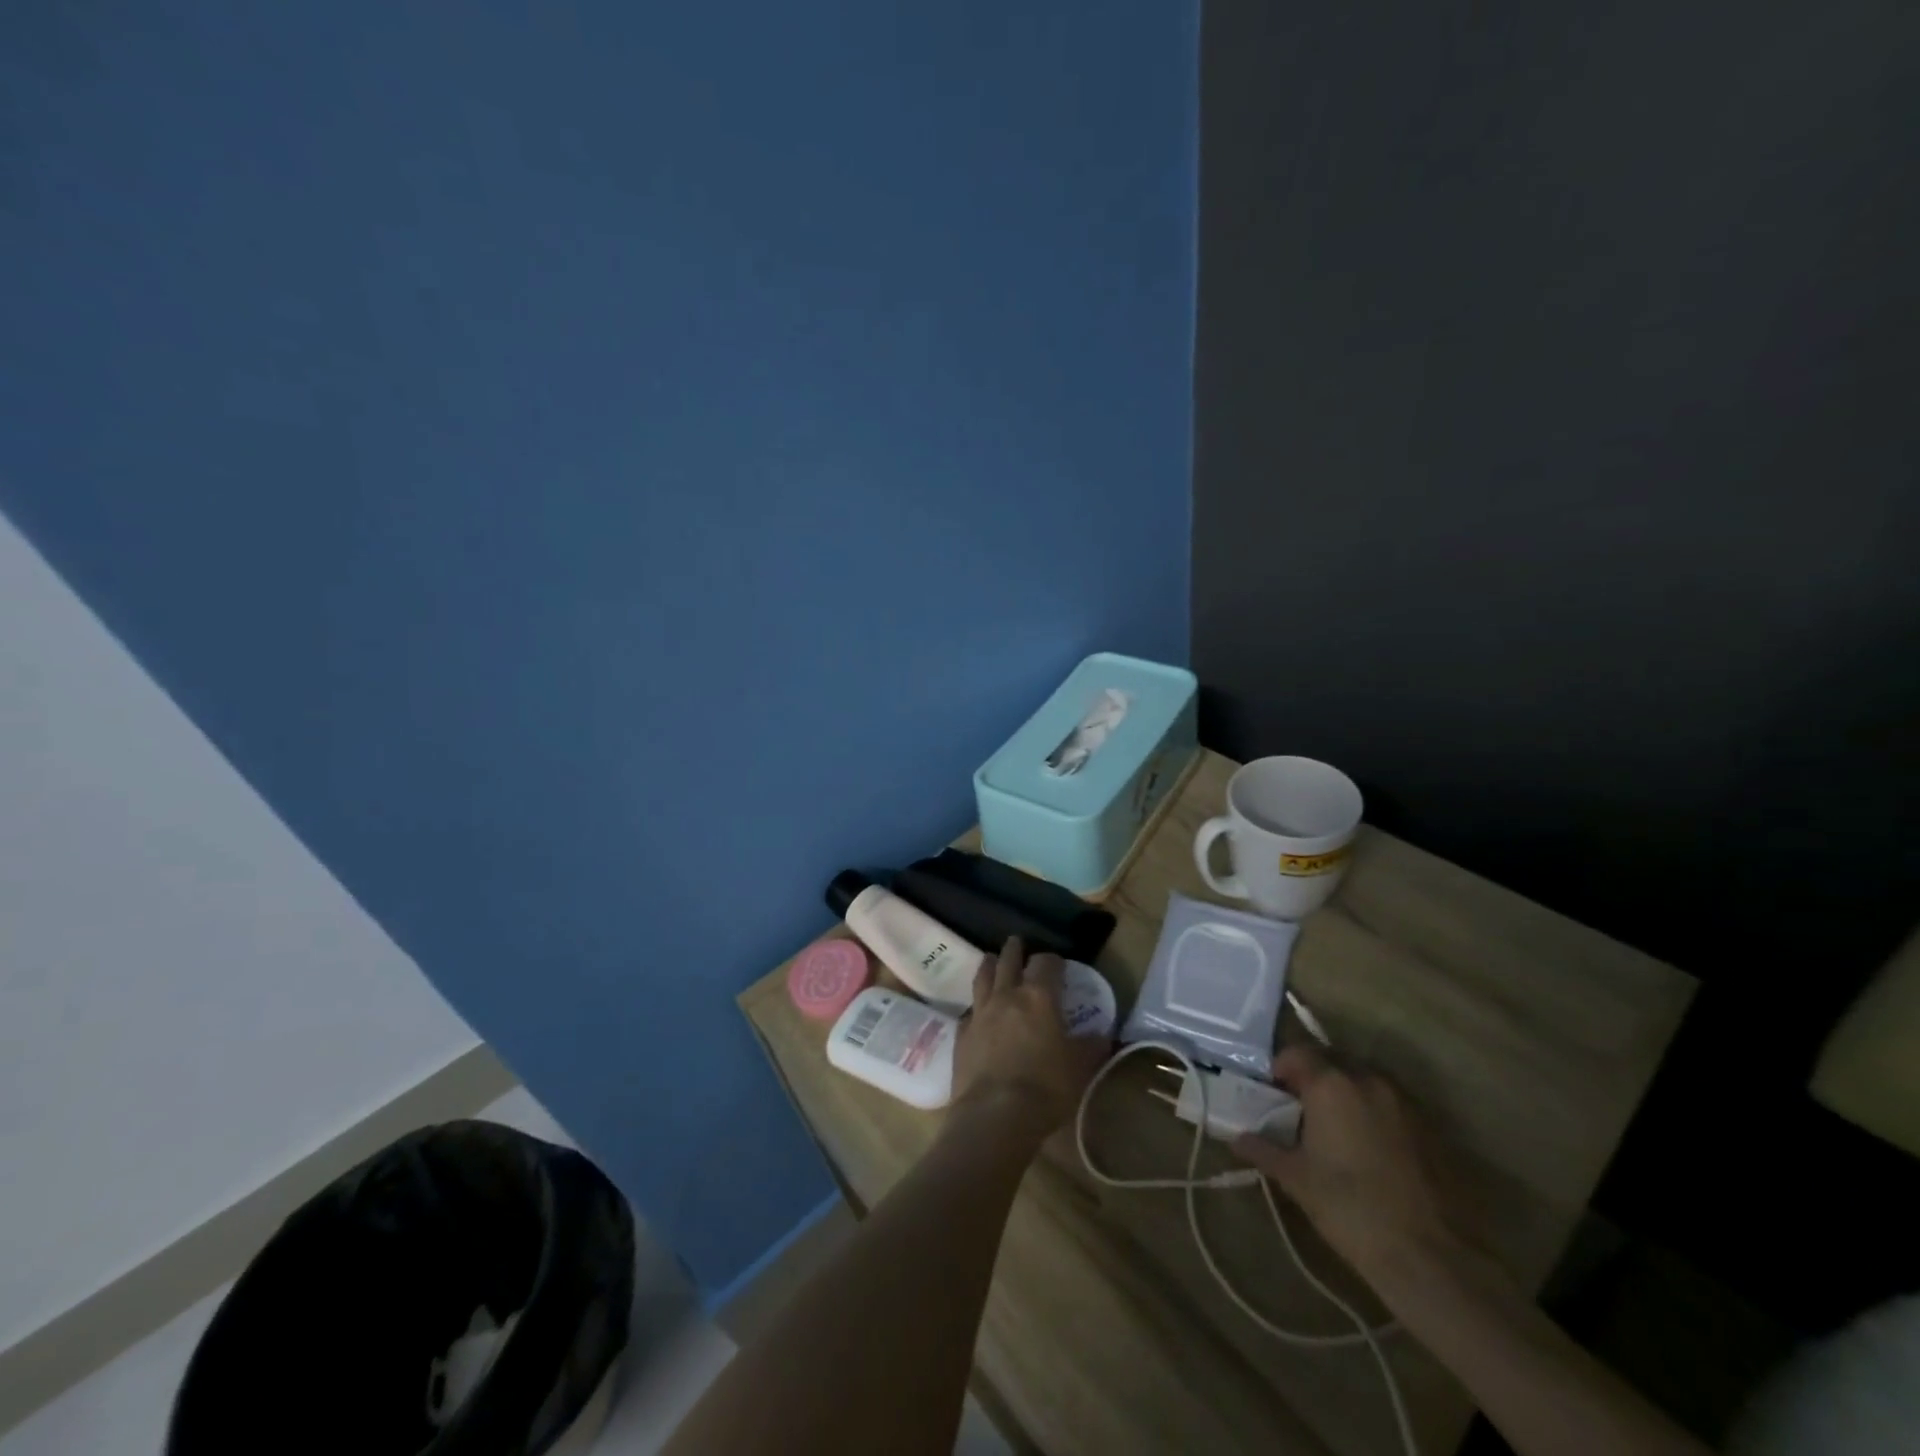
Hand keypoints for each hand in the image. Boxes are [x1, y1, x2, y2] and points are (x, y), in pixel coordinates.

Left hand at [950, 937, 1108, 1144]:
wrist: (994, 1115)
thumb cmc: (1045, 1087)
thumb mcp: (1079, 1068)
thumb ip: (1091, 1047)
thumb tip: (1102, 1036)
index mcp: (1039, 997)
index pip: (1046, 963)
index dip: (1053, 960)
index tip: (1058, 964)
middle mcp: (1007, 996)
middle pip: (1009, 960)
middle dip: (1016, 949)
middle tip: (1018, 943)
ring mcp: (980, 1013)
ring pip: (983, 977)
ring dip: (990, 965)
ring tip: (992, 960)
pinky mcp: (962, 1034)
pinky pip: (970, 1010)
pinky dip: (976, 1005)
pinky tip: (978, 1011)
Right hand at [1231, 1045, 1474, 1293]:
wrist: (1424, 1256)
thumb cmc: (1347, 1207)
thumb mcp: (1294, 1178)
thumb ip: (1262, 1149)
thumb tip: (1237, 1138)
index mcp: (1330, 1084)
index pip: (1297, 1054)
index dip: (1280, 1069)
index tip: (1272, 1093)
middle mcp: (1367, 1080)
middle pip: (1331, 1061)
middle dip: (1312, 1077)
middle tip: (1298, 1108)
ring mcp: (1402, 1102)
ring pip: (1362, 1080)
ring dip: (1344, 1092)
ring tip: (1333, 1128)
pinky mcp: (1427, 1127)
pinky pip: (1388, 1103)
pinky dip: (1371, 1111)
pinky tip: (1366, 1146)